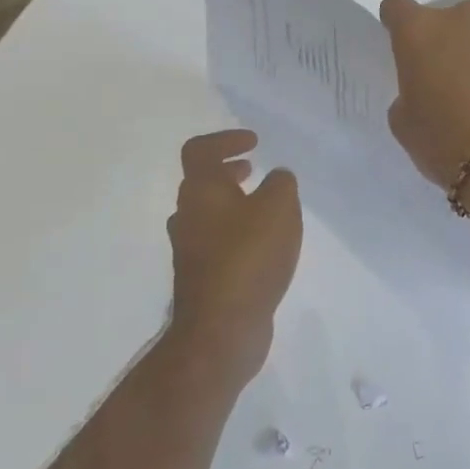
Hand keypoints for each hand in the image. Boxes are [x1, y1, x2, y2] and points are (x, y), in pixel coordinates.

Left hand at [166, 129, 301, 382]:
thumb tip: (276, 178)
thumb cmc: (249, 256)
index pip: (200, 150)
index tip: (254, 143)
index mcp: (201, 191)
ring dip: (233, 204)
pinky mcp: (201, 278)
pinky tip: (263, 246)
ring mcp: (190, 250)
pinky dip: (237, 233)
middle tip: (254, 171)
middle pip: (201, 183)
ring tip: (265, 209)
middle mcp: (188, 216)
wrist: (221, 328)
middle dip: (228, 172)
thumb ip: (281, 184)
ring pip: (208, 214)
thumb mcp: (280, 207)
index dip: (225, 140)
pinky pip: (217, 243)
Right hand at [377, 0, 469, 187]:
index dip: (397, 23)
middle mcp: (464, 19)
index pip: (398, 6)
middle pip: (448, 19)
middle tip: (448, 79)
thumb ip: (409, 92)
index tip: (403, 44)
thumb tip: (428, 88)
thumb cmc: (446, 142)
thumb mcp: (405, 123)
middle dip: (446, 41)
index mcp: (421, 31)